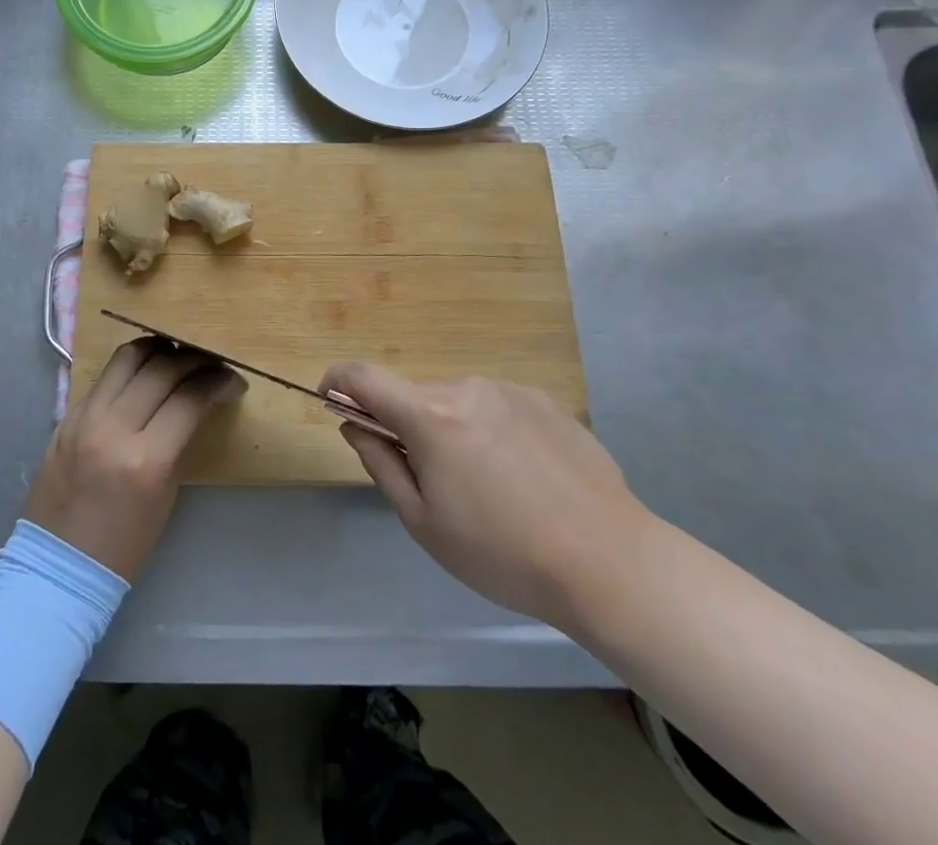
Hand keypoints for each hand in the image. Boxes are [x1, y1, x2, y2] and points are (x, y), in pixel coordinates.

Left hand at [25, 339, 243, 580]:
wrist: (58, 566)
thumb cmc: (124, 542)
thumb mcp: (165, 491)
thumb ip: (180, 438)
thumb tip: (199, 399)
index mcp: (145, 460)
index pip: (190, 398)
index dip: (218, 381)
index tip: (232, 379)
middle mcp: (113, 429)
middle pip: (162, 368)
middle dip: (194, 359)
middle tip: (210, 364)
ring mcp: (85, 418)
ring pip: (128, 357)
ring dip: (159, 350)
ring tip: (176, 355)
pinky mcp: (67, 415)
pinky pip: (105, 376)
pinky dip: (130, 366)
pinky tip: (145, 371)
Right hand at [320, 363, 655, 627]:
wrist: (609, 560)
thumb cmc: (504, 554)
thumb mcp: (425, 524)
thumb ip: (381, 464)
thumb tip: (354, 425)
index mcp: (431, 416)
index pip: (364, 376)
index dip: (337, 380)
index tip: (329, 398)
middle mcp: (466, 388)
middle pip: (416, 397)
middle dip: (407, 427)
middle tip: (432, 483)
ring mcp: (509, 390)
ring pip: (458, 403)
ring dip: (452, 431)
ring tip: (488, 489)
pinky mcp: (544, 400)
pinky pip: (497, 408)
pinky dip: (490, 432)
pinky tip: (524, 479)